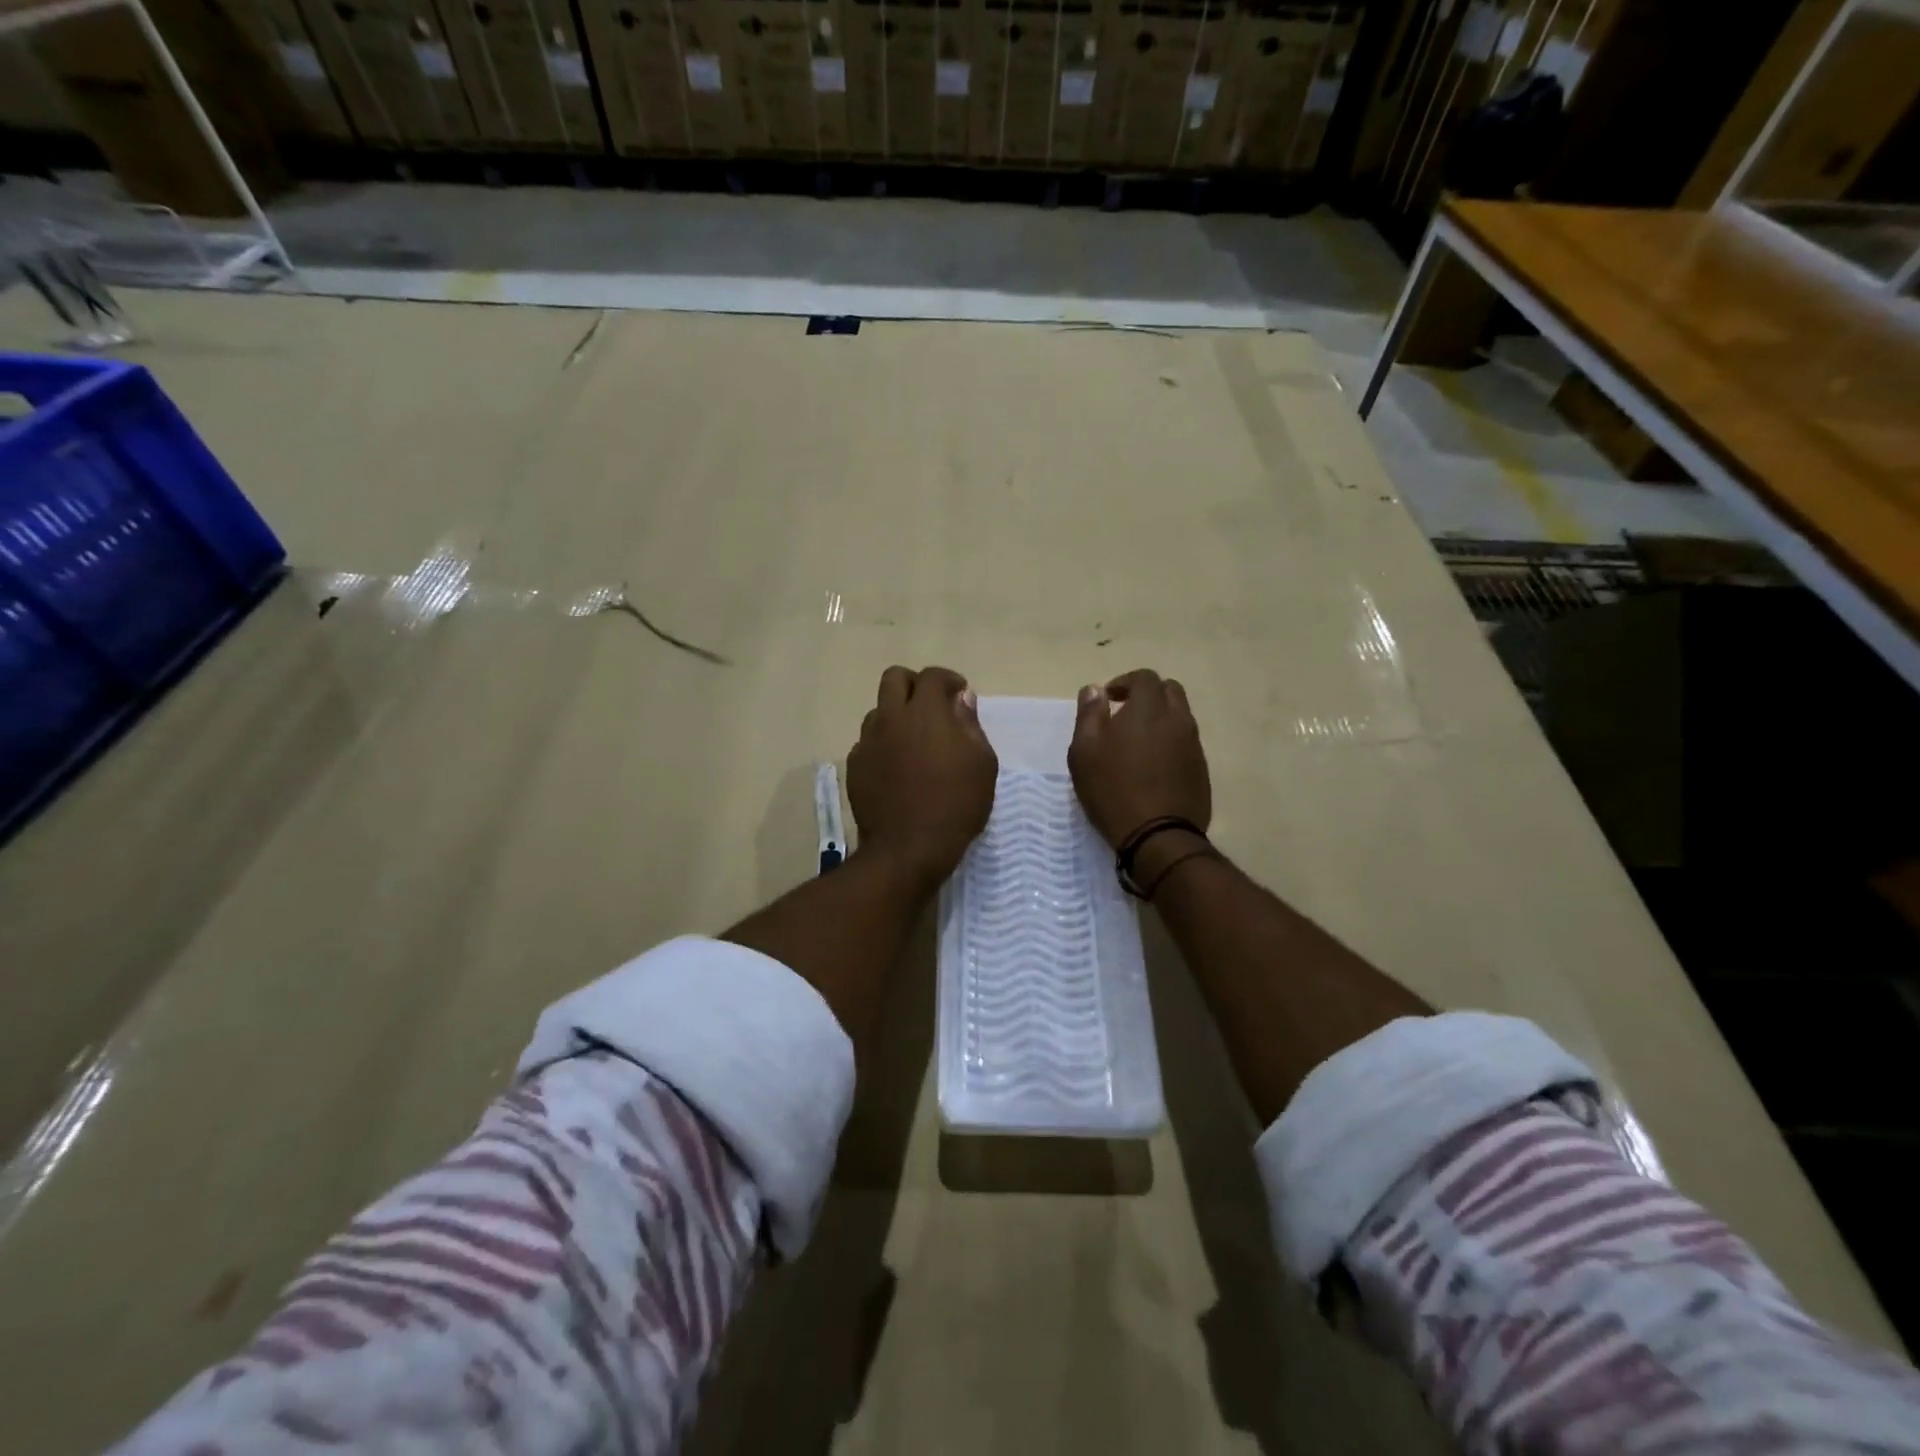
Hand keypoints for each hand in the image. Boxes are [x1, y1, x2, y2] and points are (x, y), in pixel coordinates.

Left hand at [848, 666, 997, 892]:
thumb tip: (960, 699)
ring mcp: (868, 742)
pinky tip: (897, 768)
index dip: (948, 680)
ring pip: (879, 711)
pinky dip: (884, 744)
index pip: (932, 675)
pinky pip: (868, 742)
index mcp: (925, 712)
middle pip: (894, 678)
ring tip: (914, 741)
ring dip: (897, 715)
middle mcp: (891, 718)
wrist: (907, 848)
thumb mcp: (981, 764)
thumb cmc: (955, 805)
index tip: (960, 695)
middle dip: (915, 685)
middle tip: (932, 707)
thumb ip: (970, 725)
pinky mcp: (855, 766)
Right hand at [1068, 669, 1211, 848]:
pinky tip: (1152, 766)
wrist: (1158, 835)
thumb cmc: (1113, 788)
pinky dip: (1170, 743)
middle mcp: (1178, 719)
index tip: (1108, 699)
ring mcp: (1194, 745)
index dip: (1124, 682)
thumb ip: (1089, 714)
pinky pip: (1186, 743)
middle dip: (1147, 695)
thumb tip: (1094, 689)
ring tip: (1137, 742)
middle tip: (1124, 714)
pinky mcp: (1201, 769)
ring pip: (1180, 717)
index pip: (1144, 677)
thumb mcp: (1085, 750)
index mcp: (1149, 708)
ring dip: (1160, 719)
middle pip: (1169, 691)